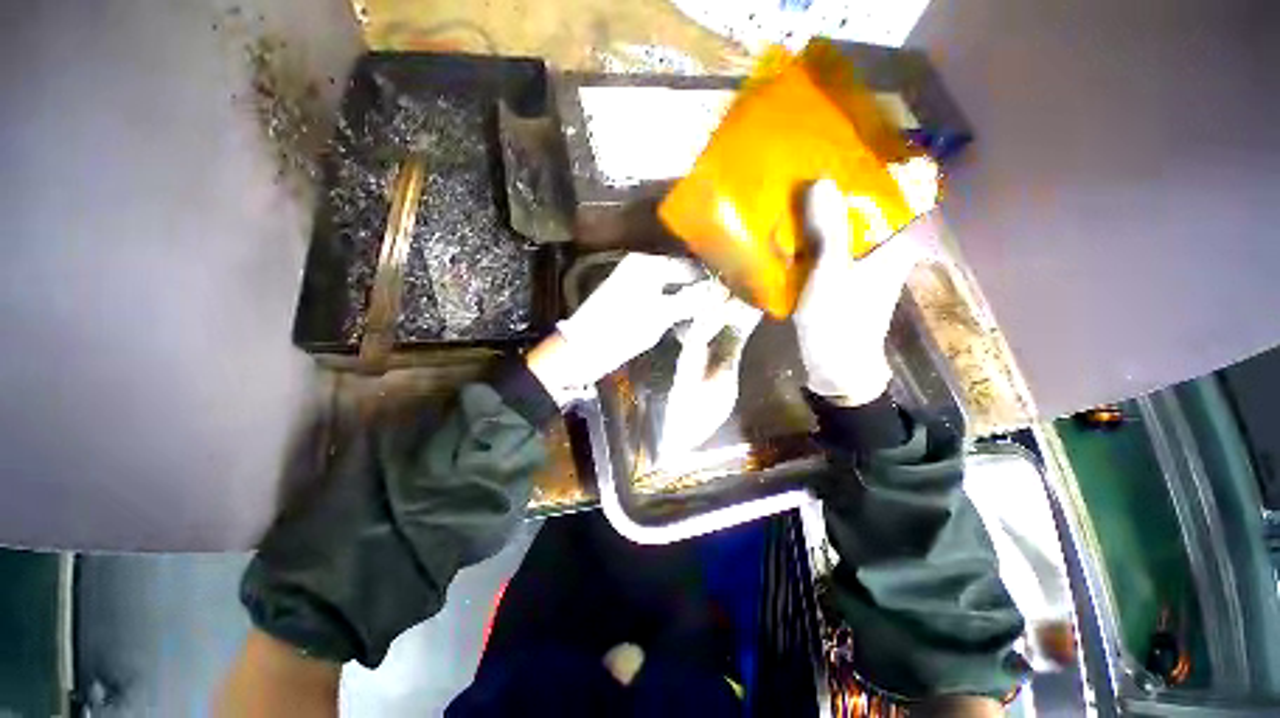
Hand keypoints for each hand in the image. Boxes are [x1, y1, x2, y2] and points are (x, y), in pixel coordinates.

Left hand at [528, 253, 728, 405]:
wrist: (582, 350)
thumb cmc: (620, 330)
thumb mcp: (659, 315)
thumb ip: (690, 301)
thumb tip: (720, 291)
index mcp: (647, 265)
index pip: (688, 266)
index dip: (709, 280)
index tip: (731, 294)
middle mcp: (641, 268)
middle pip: (679, 276)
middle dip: (700, 291)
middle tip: (722, 307)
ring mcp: (634, 284)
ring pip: (671, 288)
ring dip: (688, 301)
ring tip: (710, 315)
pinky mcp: (631, 301)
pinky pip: (660, 299)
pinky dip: (674, 308)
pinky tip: (687, 321)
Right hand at [793, 178, 930, 406]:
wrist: (837, 367)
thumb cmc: (840, 322)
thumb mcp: (831, 275)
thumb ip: (828, 230)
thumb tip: (819, 181)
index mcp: (895, 243)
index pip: (901, 192)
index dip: (882, 166)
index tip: (854, 145)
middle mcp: (886, 249)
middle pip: (870, 206)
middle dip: (845, 186)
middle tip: (815, 164)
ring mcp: (865, 265)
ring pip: (850, 226)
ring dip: (829, 211)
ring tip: (802, 191)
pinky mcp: (846, 278)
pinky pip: (835, 246)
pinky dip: (819, 235)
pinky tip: (797, 228)